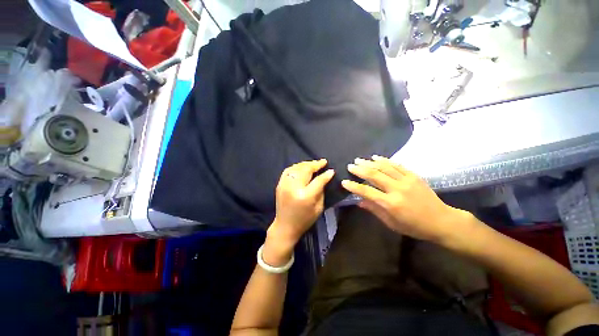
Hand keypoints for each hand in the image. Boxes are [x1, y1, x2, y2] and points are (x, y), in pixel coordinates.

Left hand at [266, 159, 334, 260]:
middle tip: (323, 161)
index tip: (331, 170)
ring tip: (314, 163)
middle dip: (316, 164)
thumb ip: (321, 190)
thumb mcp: (319, 208)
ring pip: (297, 168)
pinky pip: (288, 170)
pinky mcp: (280, 184)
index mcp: (305, 196)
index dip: (326, 174)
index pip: (318, 180)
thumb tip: (324, 177)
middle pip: (306, 170)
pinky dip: (296, 166)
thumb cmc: (305, 219)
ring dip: (306, 164)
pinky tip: (302, 166)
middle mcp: (294, 188)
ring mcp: (285, 184)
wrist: (285, 226)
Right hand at [341, 155, 473, 243]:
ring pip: (384, 167)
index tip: (344, 182)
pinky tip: (376, 157)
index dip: (354, 186)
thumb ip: (374, 210)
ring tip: (359, 160)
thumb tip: (359, 202)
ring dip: (369, 162)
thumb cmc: (415, 226)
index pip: (367, 192)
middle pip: (374, 175)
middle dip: (360, 170)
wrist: (442, 221)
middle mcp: (397, 189)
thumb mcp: (392, 223)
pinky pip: (397, 165)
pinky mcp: (414, 176)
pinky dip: (385, 160)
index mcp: (391, 204)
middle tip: (350, 166)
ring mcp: (407, 180)